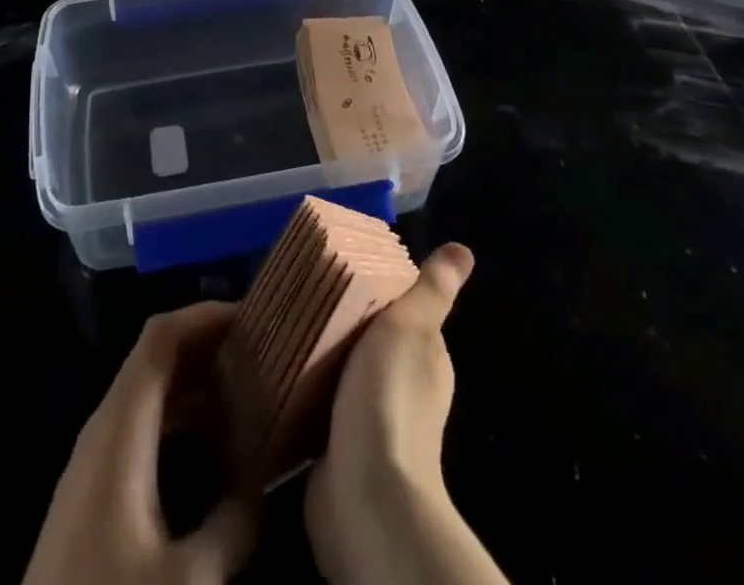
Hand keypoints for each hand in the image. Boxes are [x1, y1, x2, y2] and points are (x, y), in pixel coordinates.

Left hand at [23, 302, 258, 584]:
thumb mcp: (186, 582)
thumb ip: (232, 526)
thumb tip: (261, 487)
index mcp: (120, 426)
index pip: (161, 337)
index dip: (204, 315)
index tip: (253, 315)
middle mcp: (105, 426)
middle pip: (156, 358)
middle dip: (207, 346)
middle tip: (261, 353)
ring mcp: (95, 457)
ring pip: (149, 393)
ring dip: (196, 383)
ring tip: (247, 392)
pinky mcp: (94, 489)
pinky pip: (142, 426)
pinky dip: (180, 417)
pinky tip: (212, 446)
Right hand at [306, 244, 501, 584]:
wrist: (365, 494)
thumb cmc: (389, 396)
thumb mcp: (411, 326)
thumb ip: (432, 290)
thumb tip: (464, 250)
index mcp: (426, 358)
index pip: (400, 310)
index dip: (374, 289)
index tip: (338, 267)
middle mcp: (402, 388)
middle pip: (366, 339)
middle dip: (338, 319)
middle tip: (300, 291)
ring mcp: (369, 421)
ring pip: (339, 370)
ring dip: (316, 354)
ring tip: (282, 323)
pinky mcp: (336, 447)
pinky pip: (316, 404)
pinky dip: (302, 388)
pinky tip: (278, 368)